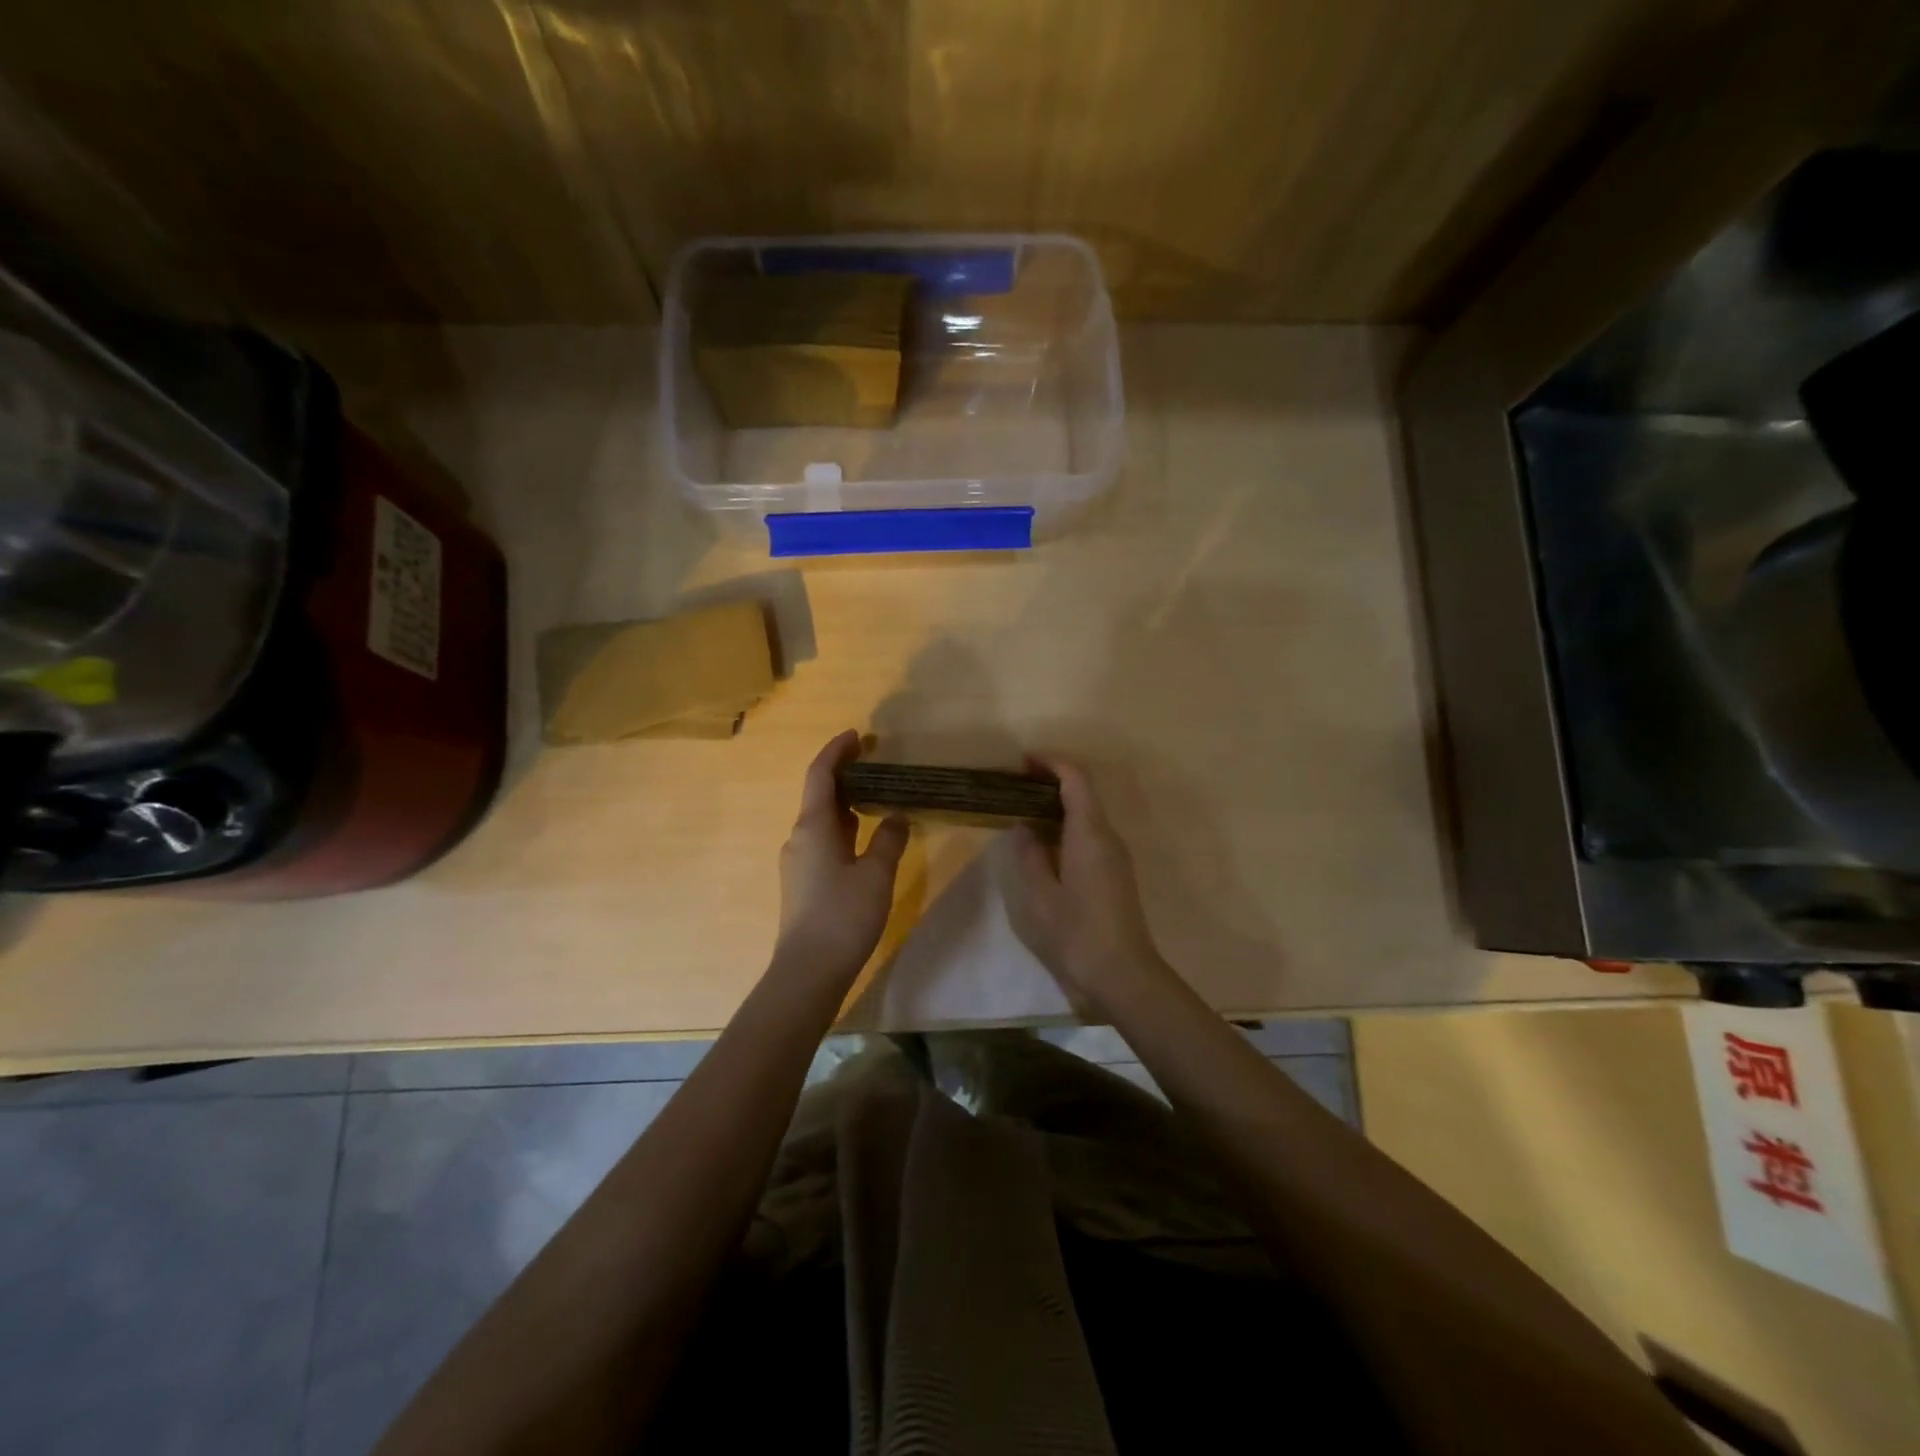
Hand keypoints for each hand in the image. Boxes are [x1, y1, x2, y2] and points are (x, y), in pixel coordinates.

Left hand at [774, 730, 909, 984]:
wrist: (808, 971)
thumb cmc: (843, 916)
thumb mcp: (876, 874)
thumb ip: (888, 840)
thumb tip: (896, 816)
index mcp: (812, 827)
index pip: (820, 775)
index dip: (836, 751)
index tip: (857, 735)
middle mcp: (799, 838)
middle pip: (819, 795)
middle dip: (844, 775)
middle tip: (875, 763)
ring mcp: (798, 862)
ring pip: (821, 820)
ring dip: (845, 803)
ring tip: (875, 795)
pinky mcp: (803, 883)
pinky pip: (823, 841)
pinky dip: (843, 827)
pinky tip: (864, 837)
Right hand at [1011, 755, 1173, 1008]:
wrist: (1123, 973)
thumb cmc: (1076, 932)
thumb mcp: (1040, 895)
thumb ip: (1029, 855)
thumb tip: (1022, 826)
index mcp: (1089, 833)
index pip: (1076, 779)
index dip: (1051, 763)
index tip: (1023, 761)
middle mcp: (1108, 835)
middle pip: (1084, 791)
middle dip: (1052, 780)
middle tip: (1016, 785)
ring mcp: (1116, 854)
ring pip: (1088, 812)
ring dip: (1059, 803)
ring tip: (1024, 809)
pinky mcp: (1116, 871)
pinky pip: (1091, 832)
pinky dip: (1067, 824)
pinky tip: (1045, 840)